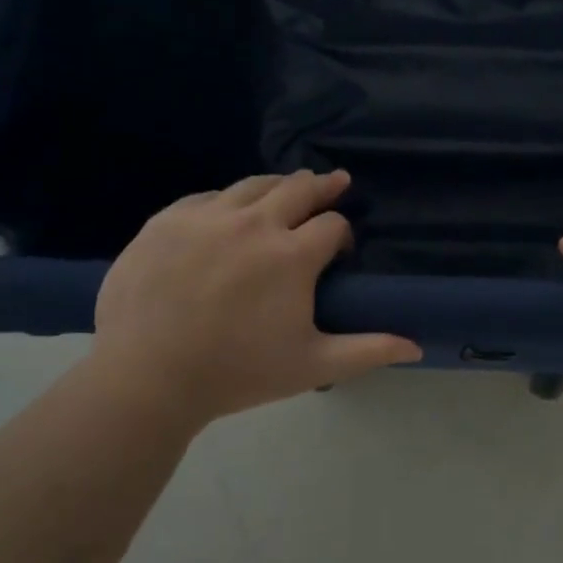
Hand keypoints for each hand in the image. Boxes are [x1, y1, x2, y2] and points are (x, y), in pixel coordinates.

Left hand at [90, 170, 422, 427]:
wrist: (145, 380)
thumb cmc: (236, 374)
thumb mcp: (311, 366)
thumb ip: (367, 350)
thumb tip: (417, 346)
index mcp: (292, 255)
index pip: (333, 224)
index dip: (342, 234)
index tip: (338, 250)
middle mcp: (254, 223)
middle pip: (299, 187)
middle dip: (323, 186)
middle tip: (334, 182)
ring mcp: (207, 217)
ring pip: (254, 184)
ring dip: (278, 185)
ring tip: (287, 188)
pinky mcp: (167, 220)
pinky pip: (208, 197)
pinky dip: (227, 201)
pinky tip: (229, 211)